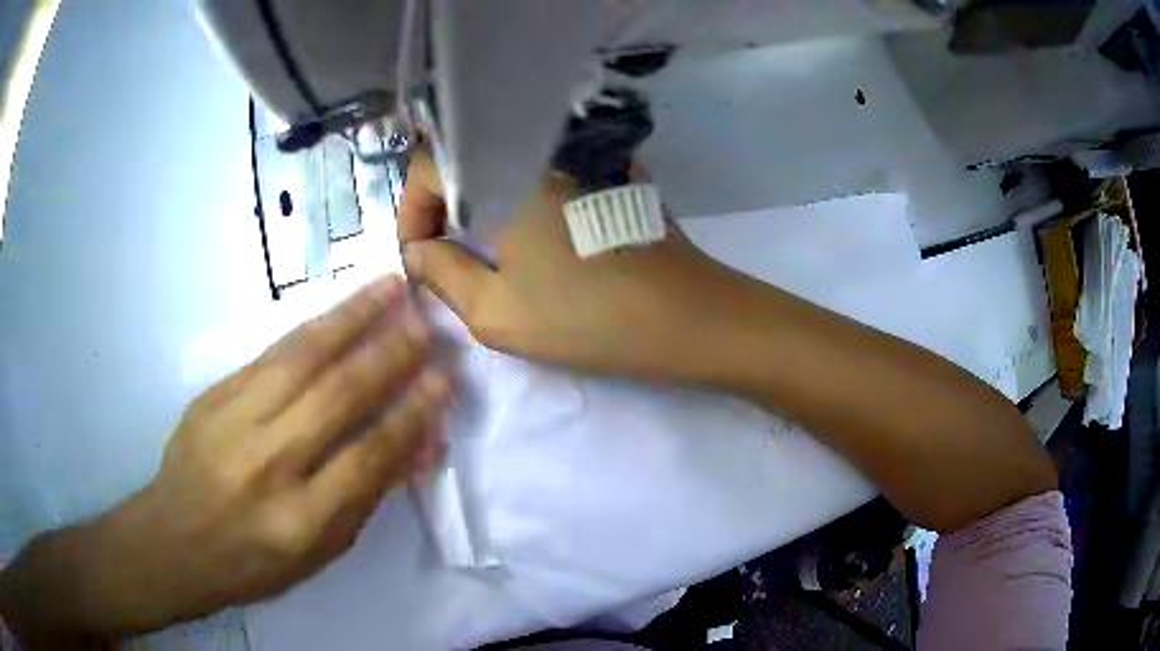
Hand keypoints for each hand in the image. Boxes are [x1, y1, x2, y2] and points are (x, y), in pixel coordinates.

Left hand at [0, 276, 451, 634]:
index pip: (369, 458)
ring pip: (301, 359)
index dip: (412, 416)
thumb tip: (417, 445)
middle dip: (390, 355)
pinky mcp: (213, 395)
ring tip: (390, 288)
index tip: (443, 381)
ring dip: (352, 319)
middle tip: (427, 324)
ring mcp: (233, 423)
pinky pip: (269, 354)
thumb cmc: (255, 561)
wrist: (176, 540)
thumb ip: (367, 495)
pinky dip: (310, 328)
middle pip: (337, 398)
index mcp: (301, 521)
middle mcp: (268, 466)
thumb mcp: (320, 551)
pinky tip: (337, 309)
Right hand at [399, 153, 744, 383]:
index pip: (430, 164)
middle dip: (444, 207)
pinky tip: (531, 240)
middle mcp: (537, 148)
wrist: (690, 317)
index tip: (418, 254)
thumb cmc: (589, 317)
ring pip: (505, 167)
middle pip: (469, 161)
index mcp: (504, 171)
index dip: (412, 209)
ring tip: (483, 254)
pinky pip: (541, 175)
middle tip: (443, 256)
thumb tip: (417, 251)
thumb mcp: (496, 311)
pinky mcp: (604, 172)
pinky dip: (519, 202)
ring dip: (481, 205)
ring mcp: (577, 156)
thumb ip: (441, 274)